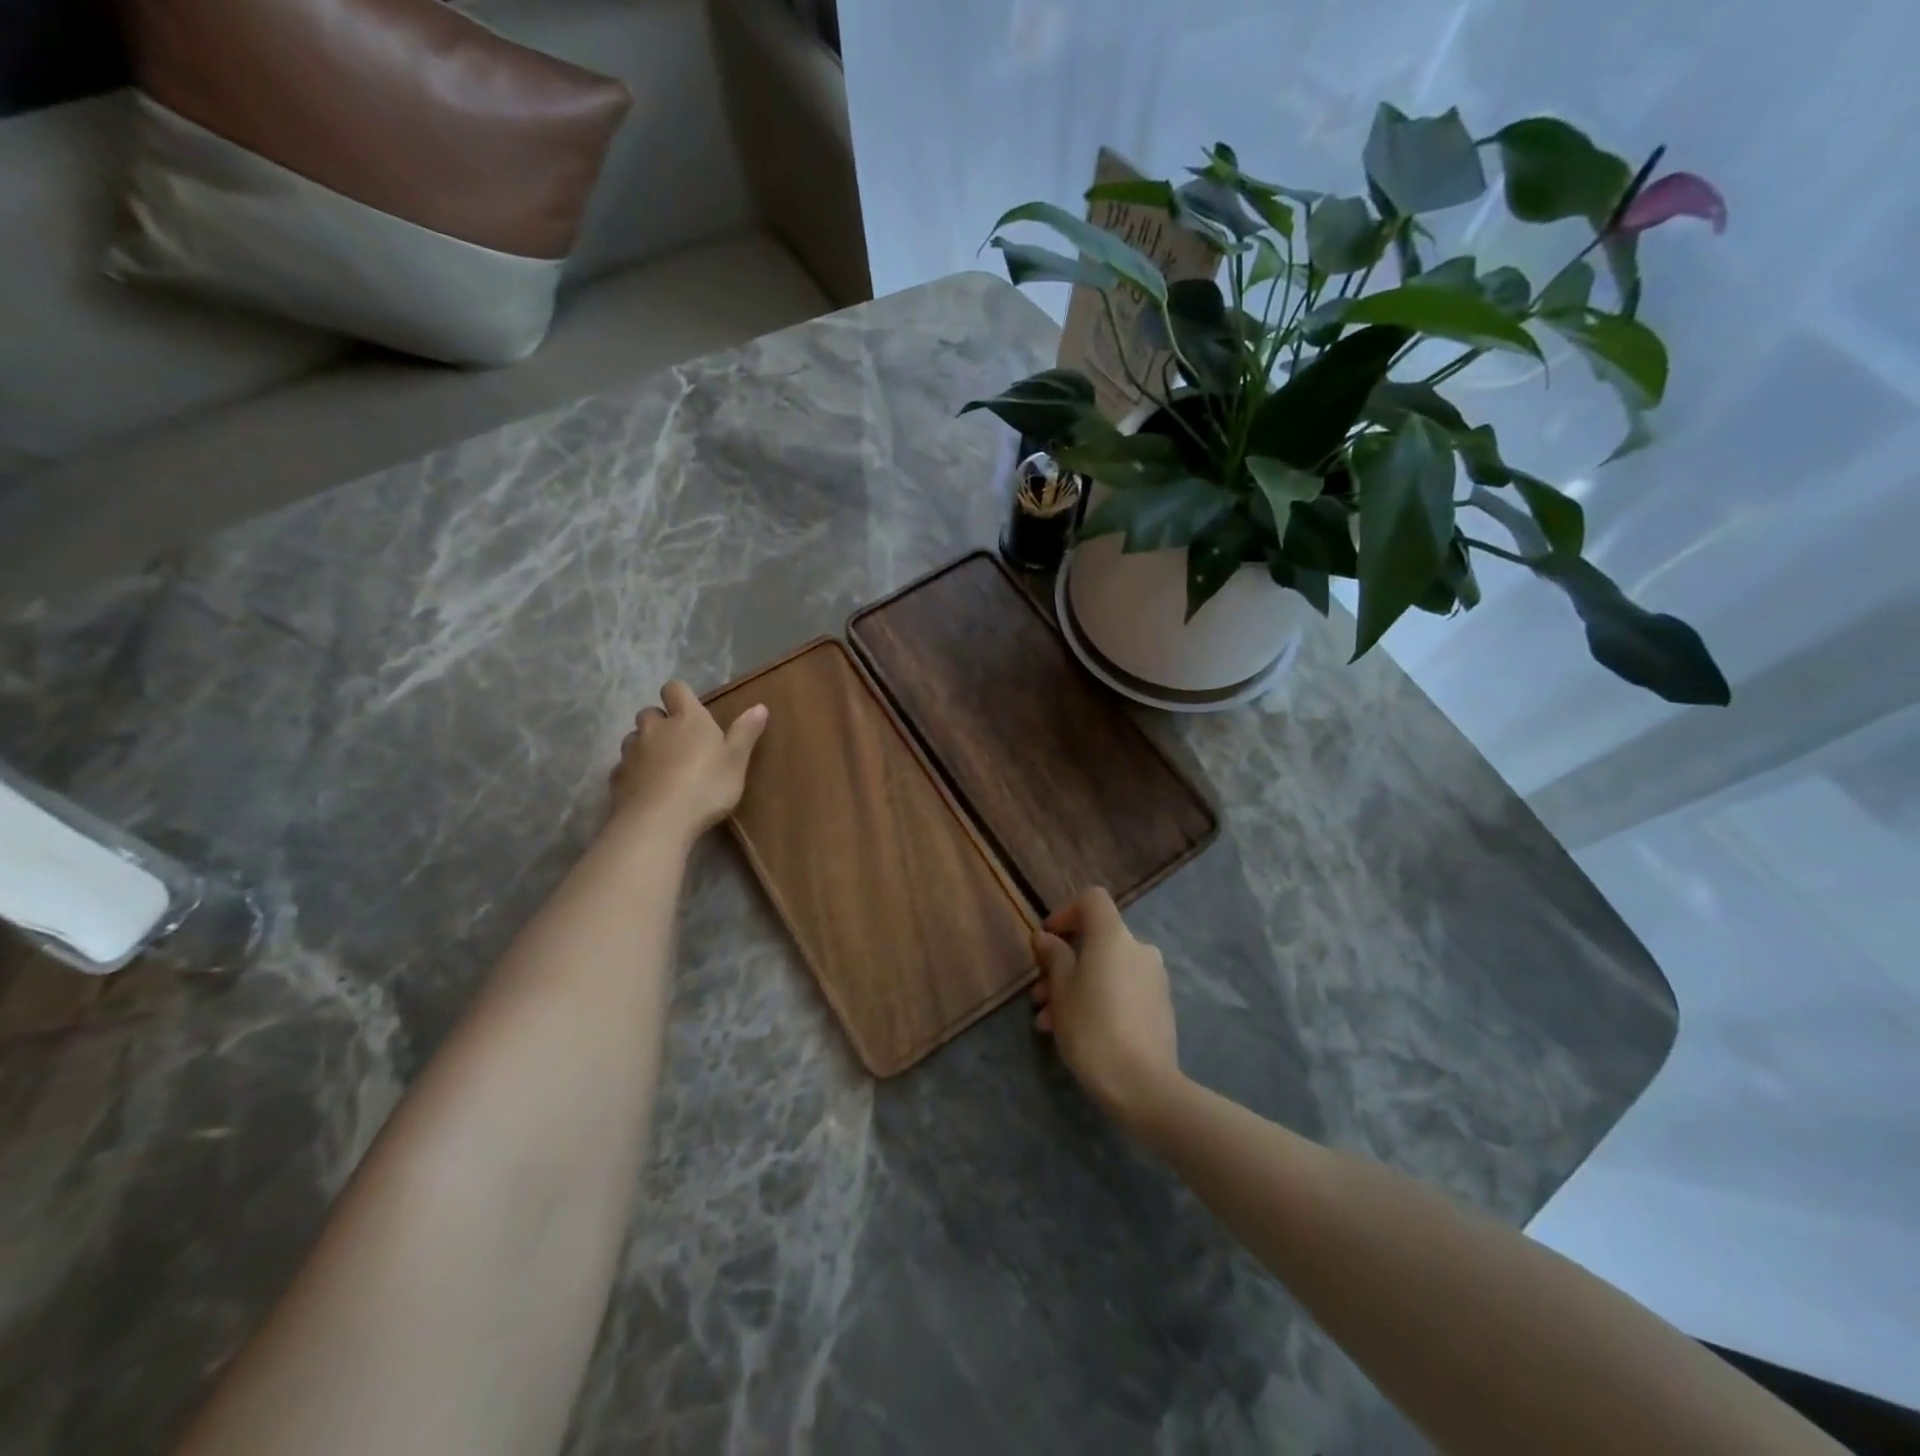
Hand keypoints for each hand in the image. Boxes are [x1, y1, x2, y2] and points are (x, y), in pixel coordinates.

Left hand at [609, 681, 767, 840]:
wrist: (659, 822)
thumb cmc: (706, 786)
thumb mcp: (737, 761)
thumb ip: (745, 732)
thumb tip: (760, 706)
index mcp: (687, 719)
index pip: (675, 689)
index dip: (680, 696)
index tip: (690, 709)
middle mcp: (655, 728)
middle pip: (649, 712)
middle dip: (660, 723)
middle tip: (678, 743)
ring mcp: (631, 752)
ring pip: (633, 739)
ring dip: (645, 746)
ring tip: (661, 767)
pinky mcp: (616, 778)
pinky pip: (624, 767)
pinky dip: (634, 773)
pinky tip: (646, 790)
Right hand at [1030, 887, 1182, 1127]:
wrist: (1143, 1085)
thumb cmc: (1093, 1028)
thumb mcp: (1061, 991)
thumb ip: (1053, 957)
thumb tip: (1047, 939)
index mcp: (1114, 936)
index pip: (1092, 900)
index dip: (1065, 912)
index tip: (1047, 940)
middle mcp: (1139, 949)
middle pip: (1096, 940)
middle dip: (1063, 963)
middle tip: (1038, 995)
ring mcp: (1154, 979)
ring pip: (1106, 970)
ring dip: (1076, 987)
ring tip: (1049, 1022)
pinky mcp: (1160, 1007)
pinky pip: (1121, 990)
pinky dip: (1098, 1000)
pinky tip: (1075, 1033)